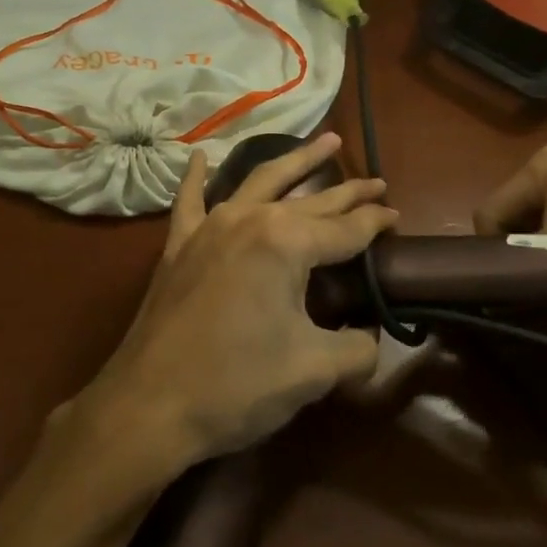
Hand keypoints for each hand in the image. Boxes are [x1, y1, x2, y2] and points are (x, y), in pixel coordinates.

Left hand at [77, 132, 398, 477]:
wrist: (149, 405)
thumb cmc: (237, 385)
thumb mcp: (314, 371)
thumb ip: (357, 348)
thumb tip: (369, 338)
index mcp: (286, 242)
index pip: (346, 229)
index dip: (375, 223)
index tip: (397, 215)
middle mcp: (249, 219)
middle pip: (311, 201)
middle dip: (348, 192)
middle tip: (377, 181)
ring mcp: (209, 228)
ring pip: (259, 182)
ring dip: (295, 161)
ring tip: (325, 140)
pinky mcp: (178, 246)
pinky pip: (190, 202)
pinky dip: (196, 178)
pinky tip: (200, 157)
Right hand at [474, 143, 546, 271]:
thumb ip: (512, 264)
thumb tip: (482, 285)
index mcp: (540, 164)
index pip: (489, 212)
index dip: (493, 251)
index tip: (509, 281)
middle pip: (510, 214)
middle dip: (517, 248)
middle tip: (533, 279)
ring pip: (532, 220)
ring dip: (537, 248)